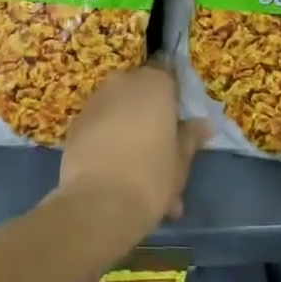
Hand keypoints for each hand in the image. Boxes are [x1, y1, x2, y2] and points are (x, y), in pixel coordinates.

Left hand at [57, 61, 208, 233]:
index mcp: (154, 83)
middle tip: (161, 156)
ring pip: (119, 112)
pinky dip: (108, 142)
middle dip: (151, 120)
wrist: (99, 203)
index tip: (179, 127)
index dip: (175, 102)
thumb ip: (191, 137)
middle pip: (142, 94)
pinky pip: (99, 126)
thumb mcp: (181, 161)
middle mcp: (123, 82)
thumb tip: (205, 124)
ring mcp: (95, 100)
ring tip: (138, 178)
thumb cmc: (151, 176)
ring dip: (130, 134)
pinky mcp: (75, 122)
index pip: (170, 78)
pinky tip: (115, 175)